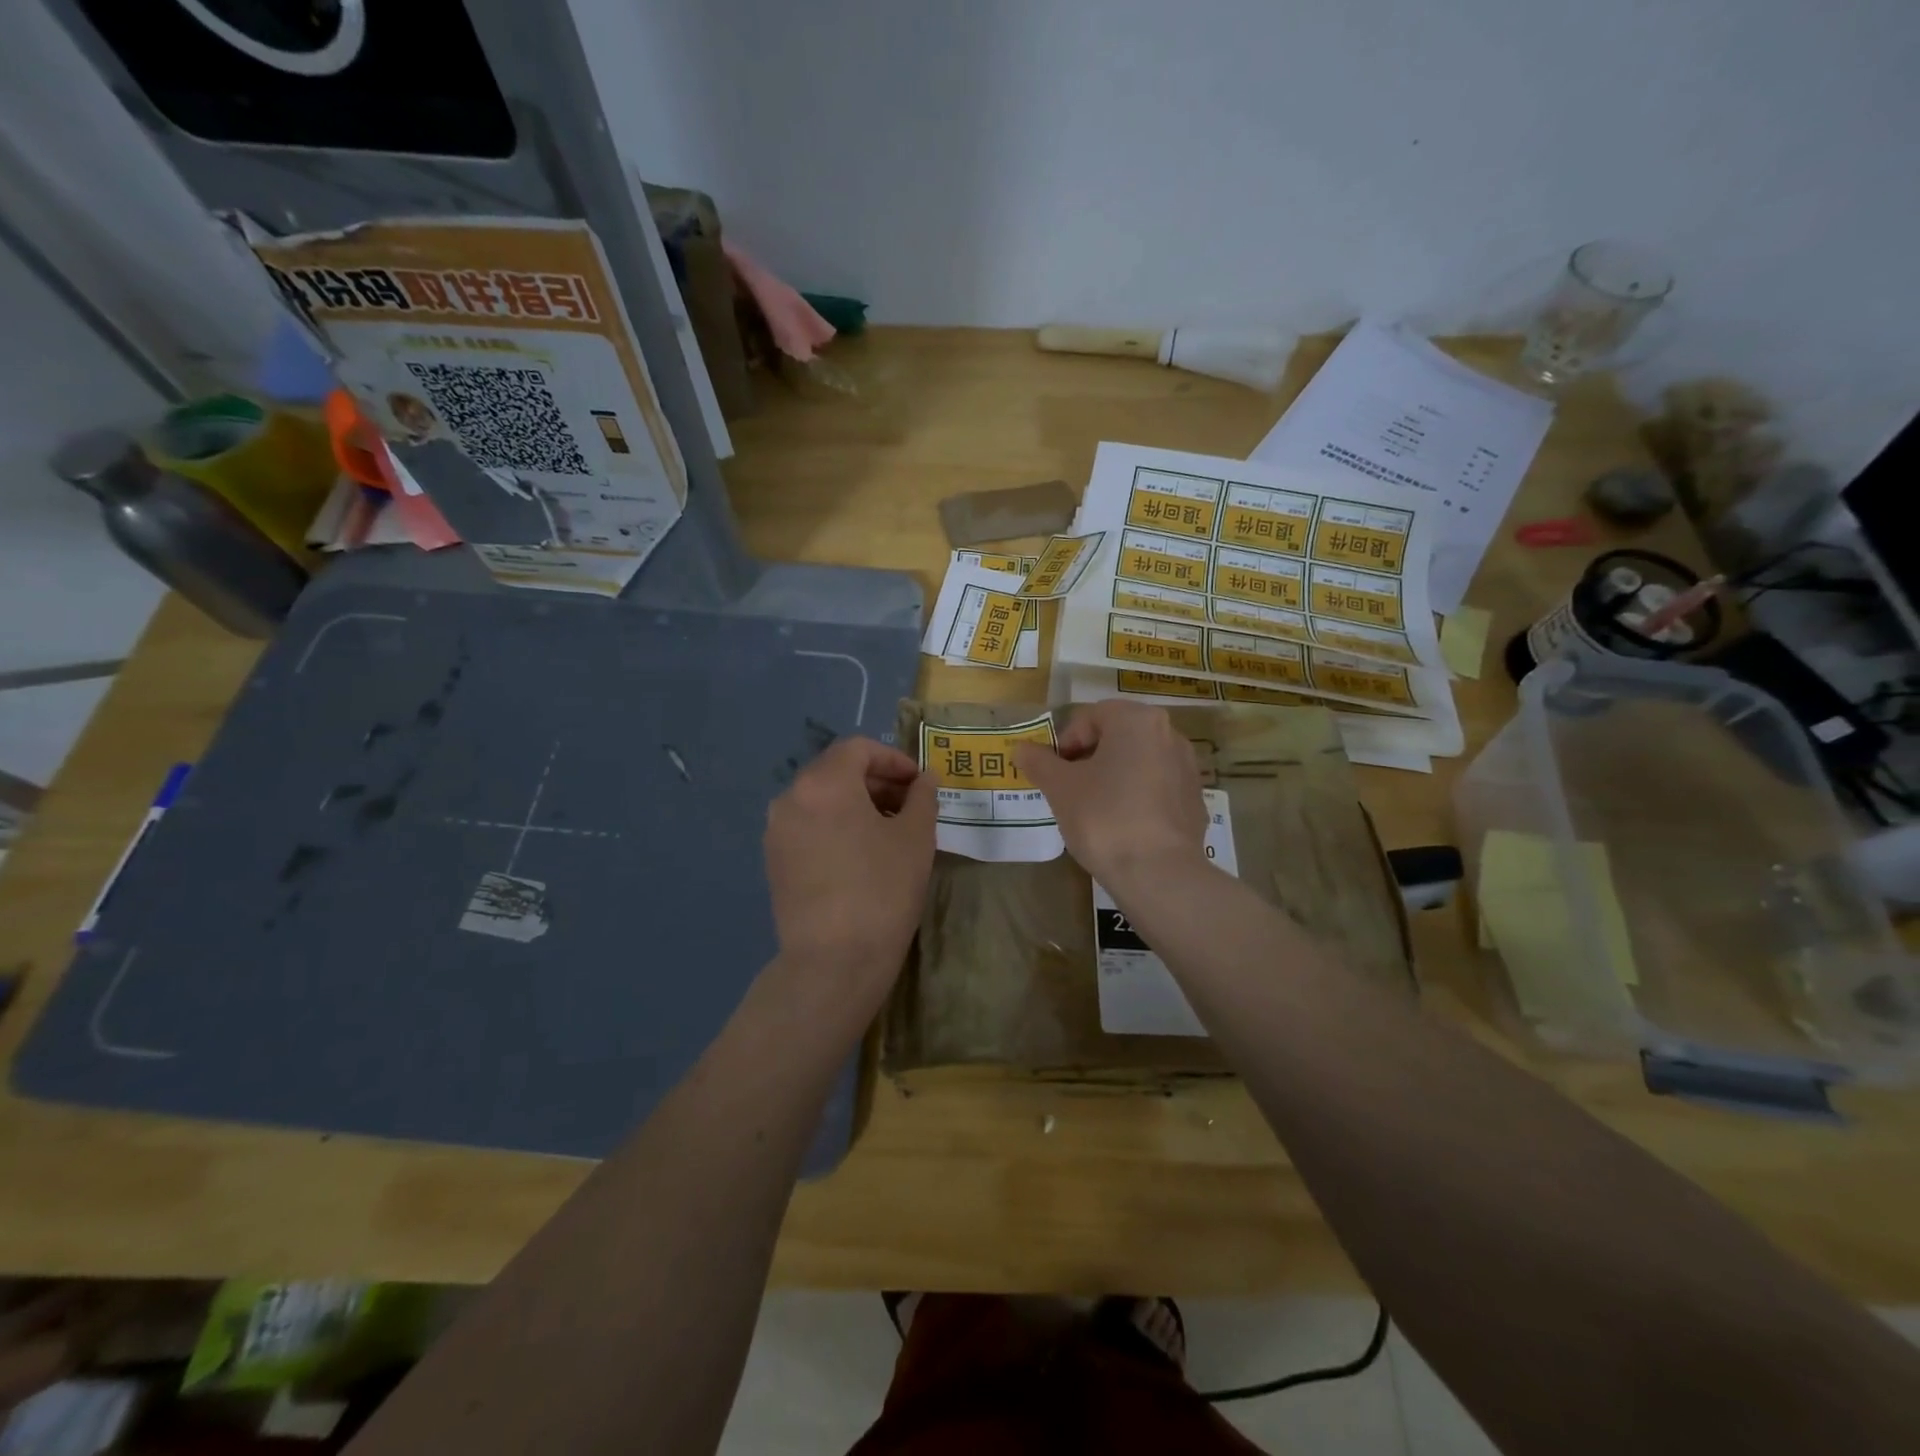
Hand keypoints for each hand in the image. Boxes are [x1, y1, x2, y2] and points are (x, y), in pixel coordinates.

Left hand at [763, 737, 936, 1002]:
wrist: (833, 961)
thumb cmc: (882, 889)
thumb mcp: (915, 838)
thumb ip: (922, 797)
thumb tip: (924, 778)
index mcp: (823, 783)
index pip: (859, 749)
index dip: (894, 759)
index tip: (919, 784)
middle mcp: (791, 798)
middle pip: (836, 771)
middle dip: (876, 782)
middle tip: (910, 806)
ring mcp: (777, 831)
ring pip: (821, 800)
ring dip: (857, 805)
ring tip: (889, 832)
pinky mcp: (774, 862)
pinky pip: (809, 827)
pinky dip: (836, 826)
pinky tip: (861, 855)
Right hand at [1012, 701, 1207, 887]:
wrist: (1158, 873)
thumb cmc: (1103, 817)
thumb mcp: (1059, 788)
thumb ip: (1039, 762)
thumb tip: (1021, 749)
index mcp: (1136, 720)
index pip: (1089, 717)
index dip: (1064, 743)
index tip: (1054, 774)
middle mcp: (1169, 734)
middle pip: (1116, 736)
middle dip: (1089, 758)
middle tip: (1069, 789)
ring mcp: (1188, 767)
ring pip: (1138, 761)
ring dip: (1113, 776)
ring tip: (1095, 809)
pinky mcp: (1195, 800)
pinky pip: (1157, 788)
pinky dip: (1137, 797)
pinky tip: (1123, 826)